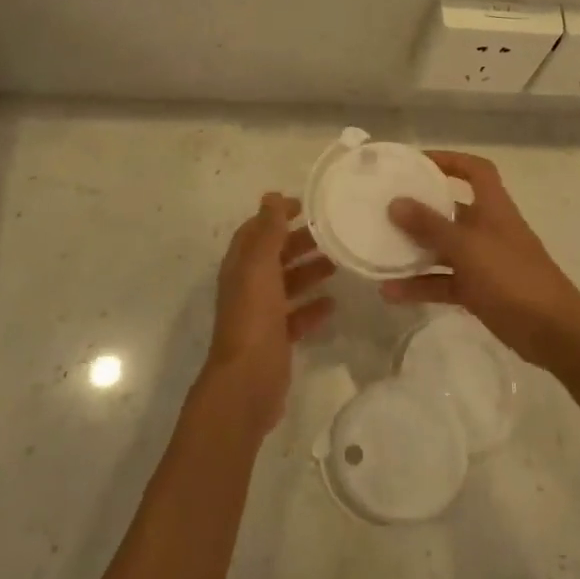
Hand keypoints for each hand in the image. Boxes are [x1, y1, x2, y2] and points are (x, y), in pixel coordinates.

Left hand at [206, 194, 334, 433]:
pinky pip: (297, 316)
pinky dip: (313, 306)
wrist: (248, 382)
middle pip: (274, 256)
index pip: (256, 231)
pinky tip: (334, 302)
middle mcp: (248, 287)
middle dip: (299, 242)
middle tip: (332, 233)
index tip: (307, 205)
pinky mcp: (276, 339)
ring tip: (339, 262)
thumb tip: (270, 196)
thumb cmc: (254, 318)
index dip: (276, 215)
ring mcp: (262, 315)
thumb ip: (267, 232)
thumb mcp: (260, 268)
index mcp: (240, 267)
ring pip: (287, 284)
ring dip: (309, 271)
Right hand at [382, 152, 579, 375]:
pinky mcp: (479, 291)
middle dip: (420, 209)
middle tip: (384, 208)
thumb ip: (430, 226)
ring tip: (377, 251)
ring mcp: (484, 261)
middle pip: (451, 210)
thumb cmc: (512, 277)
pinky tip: (390, 293)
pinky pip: (443, 282)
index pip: (475, 171)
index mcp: (493, 208)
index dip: (450, 160)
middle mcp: (488, 229)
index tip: (416, 163)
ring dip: (414, 251)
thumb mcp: (467, 247)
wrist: (552, 331)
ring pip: (443, 249)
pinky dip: (420, 286)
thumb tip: (396, 202)